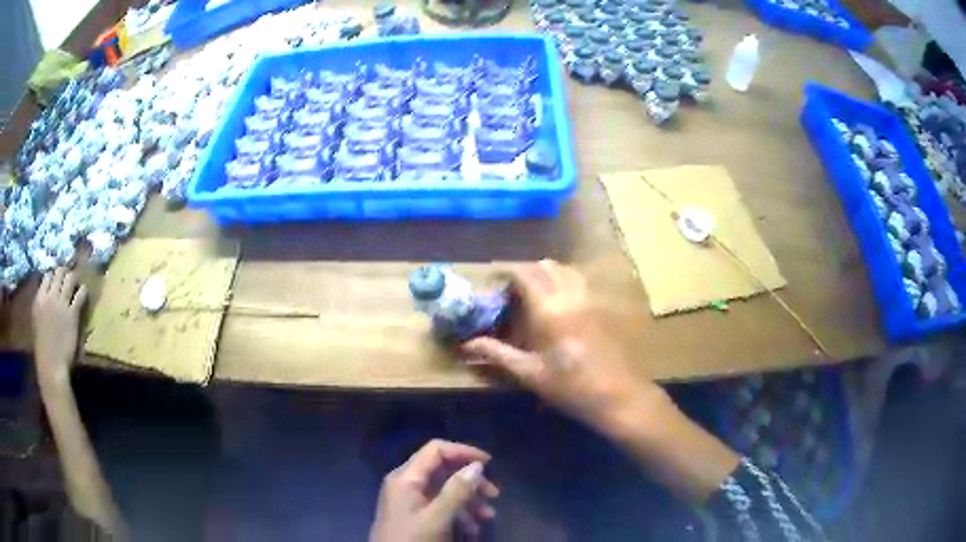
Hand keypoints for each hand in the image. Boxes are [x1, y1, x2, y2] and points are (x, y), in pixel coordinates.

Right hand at [32, 268, 87, 381]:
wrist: (51, 365)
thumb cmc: (43, 347)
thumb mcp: (37, 319)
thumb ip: (42, 304)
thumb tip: (47, 293)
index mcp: (39, 298)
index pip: (47, 275)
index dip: (54, 275)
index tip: (58, 279)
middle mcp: (49, 296)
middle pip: (59, 272)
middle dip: (65, 273)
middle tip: (69, 279)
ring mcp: (61, 304)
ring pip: (69, 277)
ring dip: (74, 279)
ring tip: (76, 284)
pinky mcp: (72, 313)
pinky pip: (80, 293)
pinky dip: (83, 291)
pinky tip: (84, 294)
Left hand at [370, 440, 498, 541]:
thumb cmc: (413, 540)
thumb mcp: (437, 518)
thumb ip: (457, 491)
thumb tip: (477, 465)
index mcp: (406, 478)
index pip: (436, 450)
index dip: (463, 452)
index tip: (489, 464)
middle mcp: (405, 483)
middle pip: (442, 470)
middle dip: (470, 481)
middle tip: (494, 496)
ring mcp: (408, 500)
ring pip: (444, 490)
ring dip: (468, 500)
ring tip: (487, 517)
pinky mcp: (413, 515)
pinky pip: (439, 506)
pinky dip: (458, 513)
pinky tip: (472, 529)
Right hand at [461, 260, 671, 436]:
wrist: (618, 395)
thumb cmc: (571, 387)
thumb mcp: (530, 374)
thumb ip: (497, 354)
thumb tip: (466, 345)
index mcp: (550, 310)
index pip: (524, 274)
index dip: (505, 272)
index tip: (492, 282)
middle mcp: (570, 296)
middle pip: (545, 266)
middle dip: (524, 271)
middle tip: (510, 291)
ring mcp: (589, 299)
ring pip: (565, 269)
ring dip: (545, 273)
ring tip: (532, 294)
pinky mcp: (601, 307)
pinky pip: (579, 281)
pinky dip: (563, 280)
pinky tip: (558, 303)